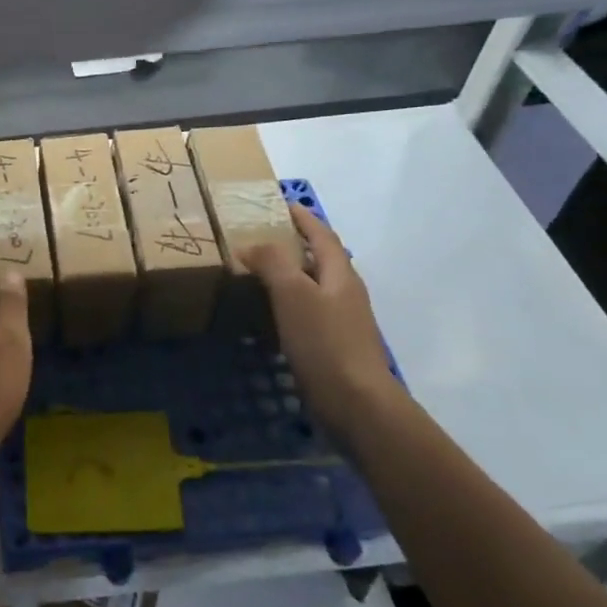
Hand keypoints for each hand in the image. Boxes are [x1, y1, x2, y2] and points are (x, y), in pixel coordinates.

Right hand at [242, 204, 397, 434]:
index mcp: (340, 274)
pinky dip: (286, 305)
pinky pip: (306, 314)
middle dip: (293, 244)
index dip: (302, 217)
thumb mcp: (293, 294)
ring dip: (288, 275)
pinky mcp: (332, 346)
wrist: (356, 403)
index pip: (322, 234)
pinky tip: (266, 316)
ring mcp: (342, 321)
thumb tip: (251, 244)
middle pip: (320, 258)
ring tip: (256, 272)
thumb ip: (273, 262)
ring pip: (312, 287)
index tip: (280, 203)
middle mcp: (345, 292)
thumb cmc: (325, 341)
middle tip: (259, 237)